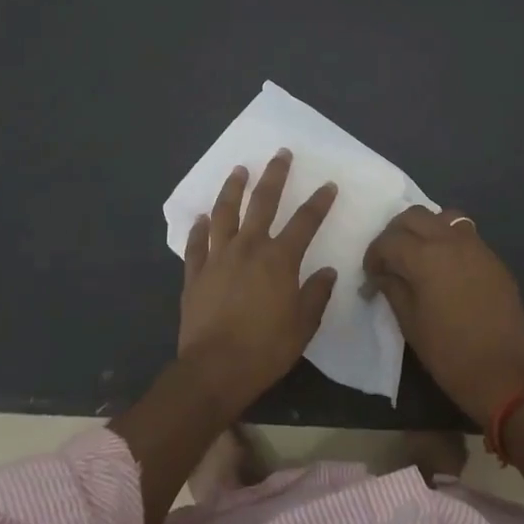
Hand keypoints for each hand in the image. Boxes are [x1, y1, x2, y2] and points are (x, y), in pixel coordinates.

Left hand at [178, 150, 338, 412]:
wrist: (214, 369)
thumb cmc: (265, 349)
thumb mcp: (303, 325)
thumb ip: (316, 294)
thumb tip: (328, 271)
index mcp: (279, 259)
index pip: (304, 222)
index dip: (318, 202)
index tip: (328, 185)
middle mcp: (248, 248)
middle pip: (262, 203)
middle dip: (274, 176)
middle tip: (280, 154)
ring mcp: (218, 258)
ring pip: (225, 213)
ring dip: (233, 188)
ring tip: (239, 170)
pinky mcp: (195, 274)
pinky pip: (196, 244)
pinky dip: (199, 229)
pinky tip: (201, 218)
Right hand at [364, 207, 523, 428]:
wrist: (501, 375)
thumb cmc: (448, 353)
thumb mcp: (410, 322)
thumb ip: (392, 289)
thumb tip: (380, 275)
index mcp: (425, 257)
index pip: (389, 240)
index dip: (374, 255)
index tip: (371, 274)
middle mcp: (451, 241)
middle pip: (414, 216)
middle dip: (396, 233)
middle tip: (390, 258)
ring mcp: (477, 247)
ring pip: (444, 217)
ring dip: (425, 229)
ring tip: (419, 255)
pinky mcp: (495, 260)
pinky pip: (466, 236)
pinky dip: (449, 241)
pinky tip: (447, 268)